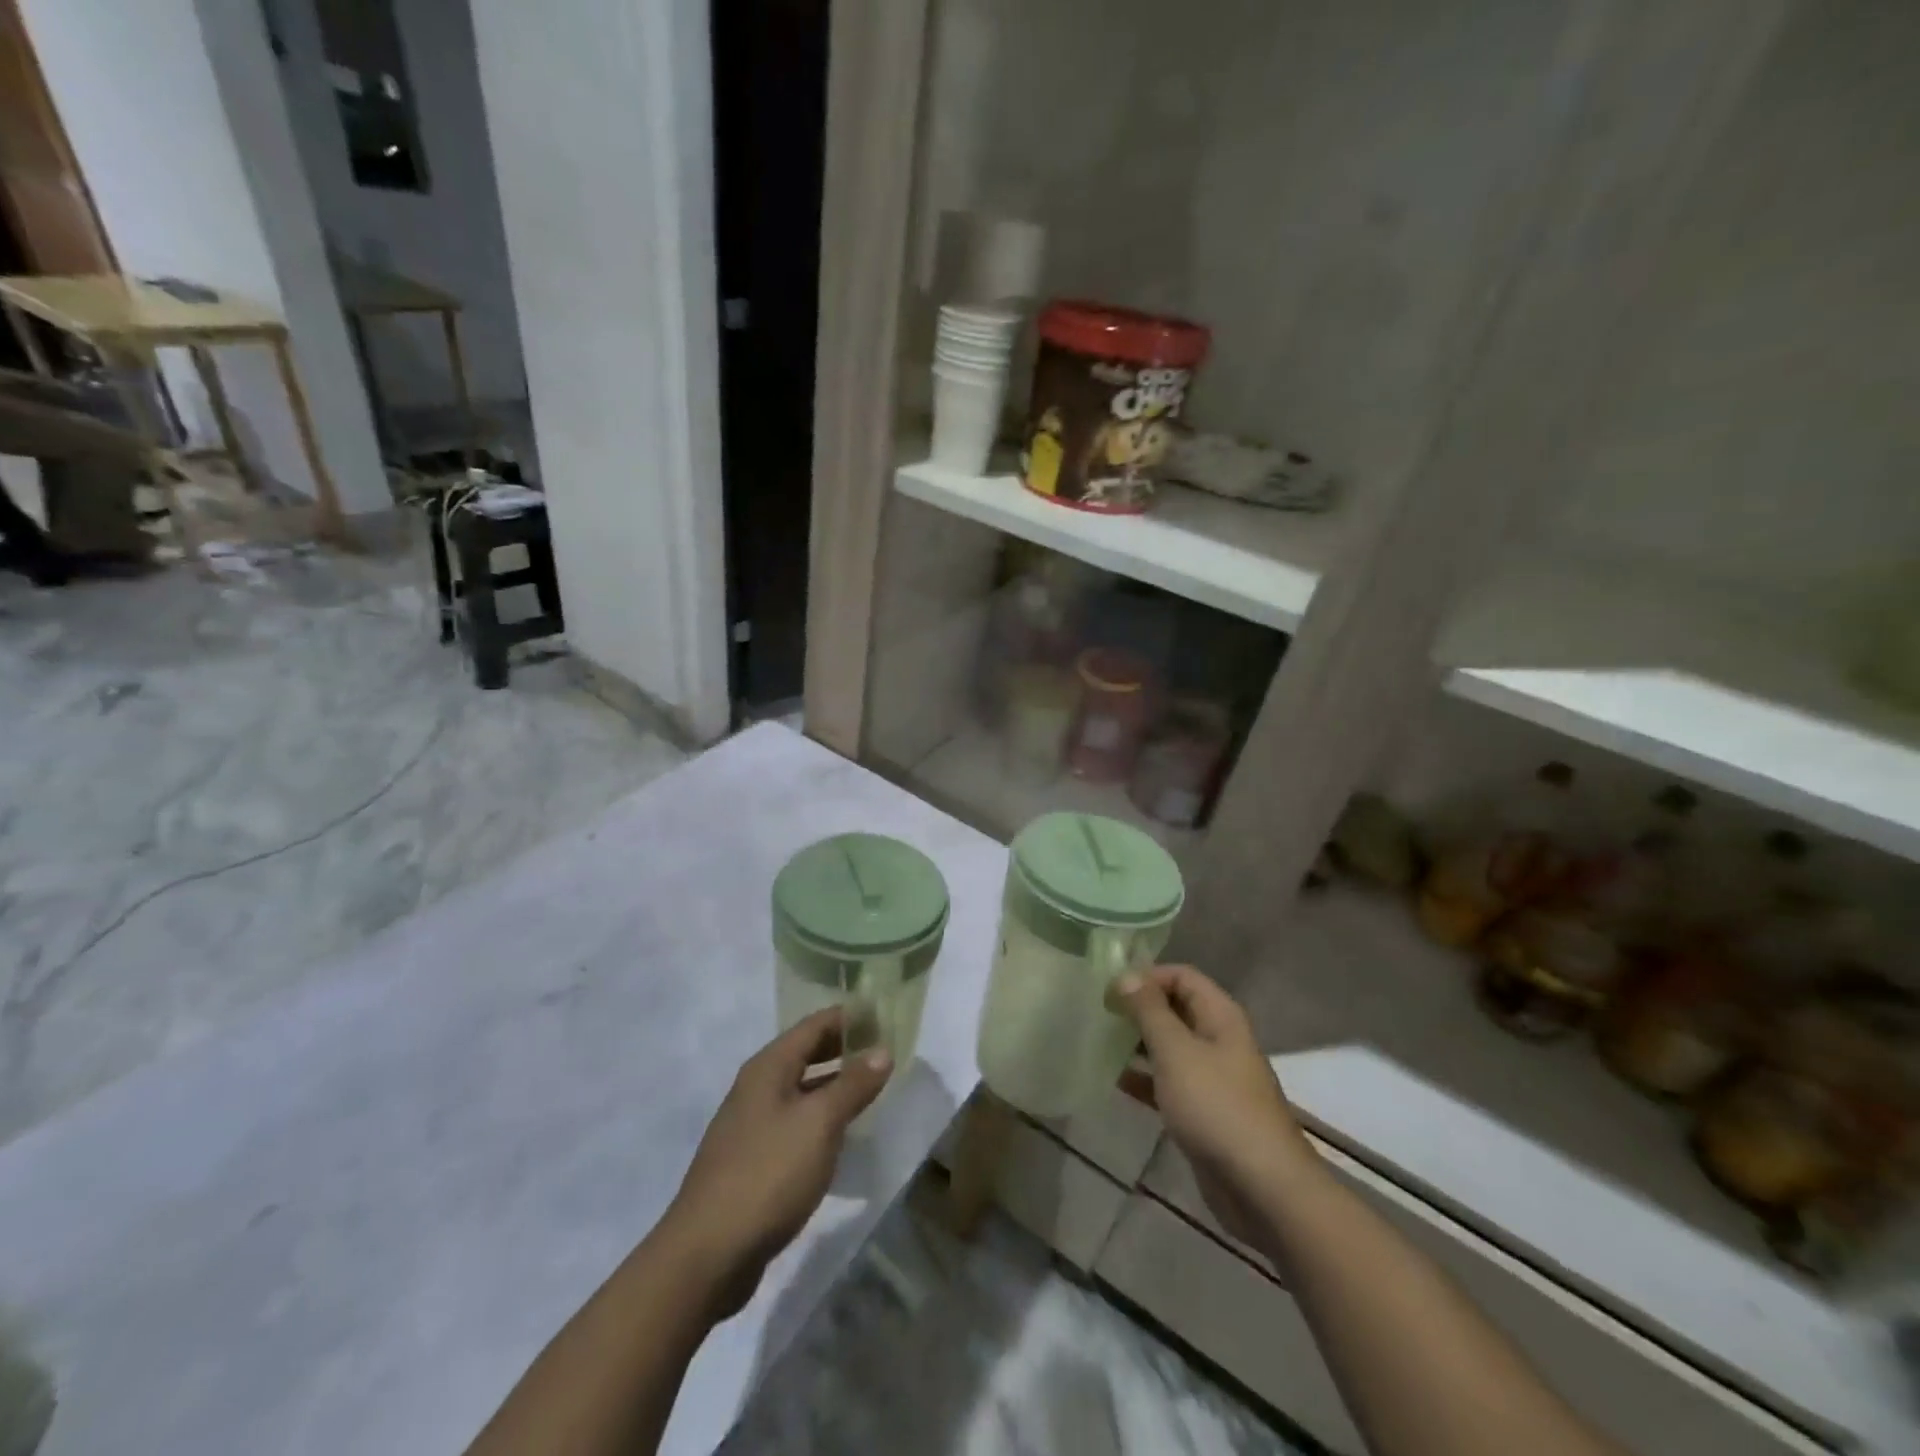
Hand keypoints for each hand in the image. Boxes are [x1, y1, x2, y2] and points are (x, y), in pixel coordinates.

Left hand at [660, 1009, 891, 1319]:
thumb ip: (852, 1085)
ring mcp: (751, 1126)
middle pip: (806, 1054)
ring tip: (872, 1088)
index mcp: (769, 1068)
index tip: (885, 1016)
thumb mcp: (819, 1123)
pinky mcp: (753, 1161)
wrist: (707, 1255)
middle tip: (885, 1050)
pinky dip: (821, 1118)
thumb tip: (882, 1050)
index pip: (815, 1025)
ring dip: (835, 1085)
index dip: (850, 1017)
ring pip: (801, 1090)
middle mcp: (757, 1088)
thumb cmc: (768, 1174)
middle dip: (844, 1048)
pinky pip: (795, 1123)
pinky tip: (842, 1135)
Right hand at [1114, 965, 1317, 1248]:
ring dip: (1138, 1043)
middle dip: (1139, 1008)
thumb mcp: (1176, 1051)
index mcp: (1220, 1016)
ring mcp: (1213, 1077)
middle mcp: (1219, 1040)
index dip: (1147, 976)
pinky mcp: (1204, 1112)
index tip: (1110, 990)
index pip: (1182, 976)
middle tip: (1099, 1014)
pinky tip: (1115, 1081)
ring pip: (1170, 1047)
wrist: (1263, 1188)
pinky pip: (1169, 1083)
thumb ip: (1149, 1011)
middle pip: (1175, 1009)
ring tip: (1099, 1042)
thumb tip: (1127, 975)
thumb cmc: (1217, 1107)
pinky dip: (1145, 1078)